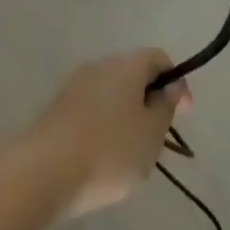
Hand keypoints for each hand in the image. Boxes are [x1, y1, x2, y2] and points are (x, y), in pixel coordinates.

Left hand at [26, 49, 188, 220]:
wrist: (46, 171)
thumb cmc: (110, 150)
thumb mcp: (152, 133)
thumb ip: (165, 106)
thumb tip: (168, 86)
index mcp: (126, 65)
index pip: (158, 58)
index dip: (176, 82)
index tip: (184, 116)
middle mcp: (99, 65)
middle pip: (134, 74)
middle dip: (151, 102)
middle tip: (158, 139)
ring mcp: (75, 85)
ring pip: (113, 93)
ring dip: (128, 116)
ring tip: (132, 153)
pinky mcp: (59, 108)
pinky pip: (93, 109)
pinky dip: (106, 125)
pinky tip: (104, 157)